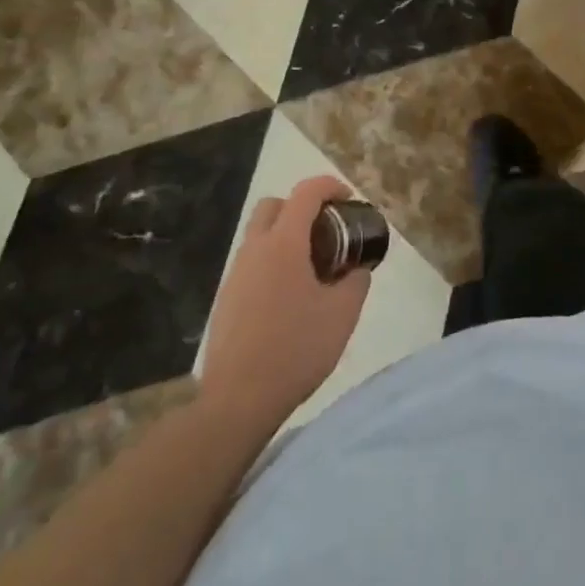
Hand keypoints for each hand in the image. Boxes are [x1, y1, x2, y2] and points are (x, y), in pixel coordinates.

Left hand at [199, 176, 369, 426]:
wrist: (238, 399)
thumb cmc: (295, 349)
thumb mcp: (342, 315)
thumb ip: (356, 282)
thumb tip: (358, 270)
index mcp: (284, 243)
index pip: (306, 193)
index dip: (330, 186)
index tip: (349, 199)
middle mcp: (255, 249)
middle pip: (274, 205)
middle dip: (301, 207)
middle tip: (326, 231)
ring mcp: (235, 274)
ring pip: (260, 235)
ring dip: (286, 236)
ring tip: (313, 268)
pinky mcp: (226, 299)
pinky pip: (252, 263)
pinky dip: (272, 263)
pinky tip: (290, 298)